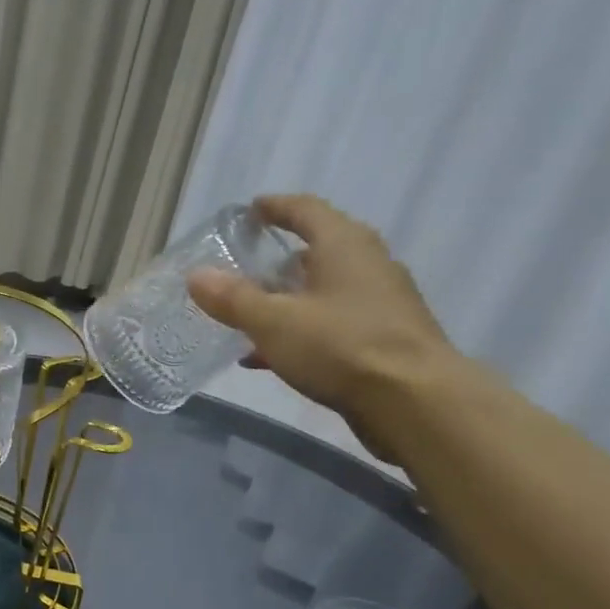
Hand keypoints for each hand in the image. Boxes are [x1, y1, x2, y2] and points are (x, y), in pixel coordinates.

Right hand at [187, 194, 454, 461]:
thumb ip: (233, 299)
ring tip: (253, 316)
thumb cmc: (340, 347)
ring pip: (326, 290)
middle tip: (247, 269)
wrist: (413, 400)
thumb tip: (196, 275)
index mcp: (344, 245)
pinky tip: (273, 356)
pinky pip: (333, 322)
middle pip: (319, 250)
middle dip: (281, 259)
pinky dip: (303, 330)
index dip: (276, 207)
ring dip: (290, 299)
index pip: (306, 210)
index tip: (252, 210)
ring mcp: (381, 301)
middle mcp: (368, 263)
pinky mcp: (385, 337)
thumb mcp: (274, 323)